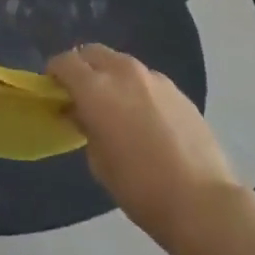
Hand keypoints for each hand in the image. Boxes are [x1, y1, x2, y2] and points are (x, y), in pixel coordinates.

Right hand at [48, 44, 240, 252]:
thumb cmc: (138, 187)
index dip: (54, 73)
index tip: (53, 91)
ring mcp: (155, 79)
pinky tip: (144, 119)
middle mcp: (124, 73)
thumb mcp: (98, 160)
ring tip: (114, 108)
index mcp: (96, 88)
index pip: (65, 62)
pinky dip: (136, 89)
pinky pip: (147, 80)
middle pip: (93, 53)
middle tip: (80, 95)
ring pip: (122, 64)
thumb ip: (86, 126)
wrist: (201, 201)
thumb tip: (83, 113)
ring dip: (110, 76)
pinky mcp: (178, 91)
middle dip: (82, 67)